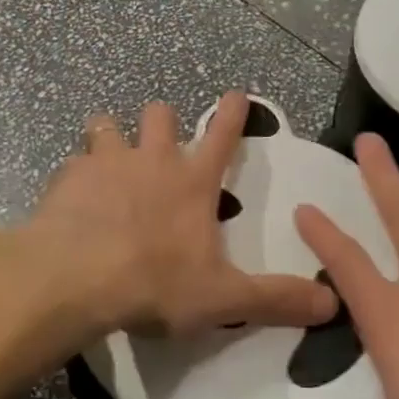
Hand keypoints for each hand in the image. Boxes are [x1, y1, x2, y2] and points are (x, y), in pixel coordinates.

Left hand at [30, 93, 337, 341]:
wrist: (74, 279)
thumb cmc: (154, 284)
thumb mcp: (223, 298)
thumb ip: (276, 299)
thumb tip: (331, 304)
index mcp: (192, 182)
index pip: (222, 136)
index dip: (233, 113)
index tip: (235, 94)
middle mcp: (151, 160)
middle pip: (160, 115)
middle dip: (162, 121)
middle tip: (157, 143)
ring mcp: (105, 163)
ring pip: (107, 126)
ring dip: (110, 137)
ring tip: (107, 160)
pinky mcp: (66, 177)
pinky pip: (72, 164)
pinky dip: (75, 177)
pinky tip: (71, 200)